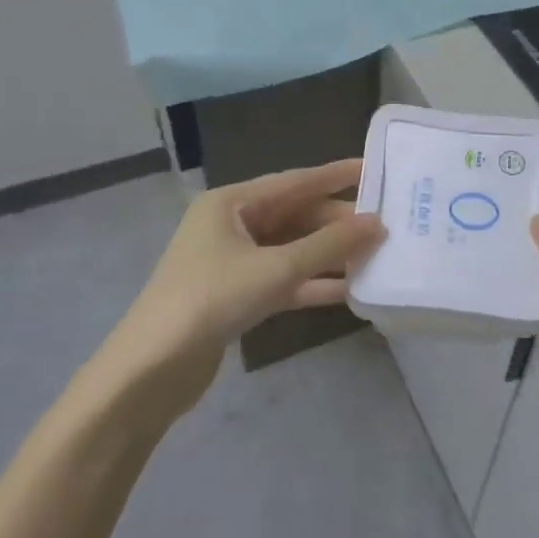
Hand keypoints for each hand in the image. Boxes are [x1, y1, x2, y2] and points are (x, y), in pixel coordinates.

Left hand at [104, 160, 384, 412]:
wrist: (153, 368)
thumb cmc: (212, 299)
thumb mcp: (276, 269)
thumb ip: (329, 245)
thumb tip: (377, 223)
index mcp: (231, 203)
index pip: (294, 181)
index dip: (335, 175)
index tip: (375, 169)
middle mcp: (231, 225)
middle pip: (295, 216)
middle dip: (337, 222)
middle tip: (385, 225)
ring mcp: (234, 262)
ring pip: (292, 250)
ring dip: (329, 255)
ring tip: (375, 255)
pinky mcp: (238, 296)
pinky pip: (284, 280)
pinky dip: (312, 283)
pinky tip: (350, 290)